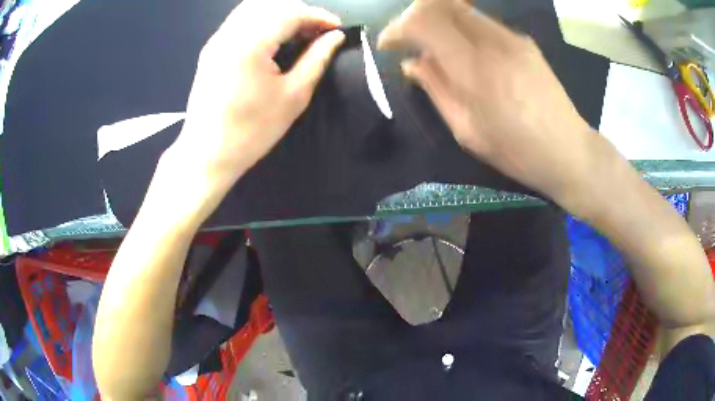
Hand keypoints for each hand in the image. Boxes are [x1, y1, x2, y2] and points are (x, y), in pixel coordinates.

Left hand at [165, 0, 344, 209]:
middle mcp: (229, 34)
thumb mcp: (293, 97)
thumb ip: (316, 59)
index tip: (336, 29)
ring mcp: (216, 40)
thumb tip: (335, 37)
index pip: (290, 13)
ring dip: (280, 14)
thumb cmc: (251, 132)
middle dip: (299, 12)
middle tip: (317, 32)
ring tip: (298, 34)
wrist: (206, 154)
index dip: (317, 16)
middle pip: (271, 5)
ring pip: (253, 8)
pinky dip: (262, 21)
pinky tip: (273, 39)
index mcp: (249, 45)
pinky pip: (240, 21)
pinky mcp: (211, 49)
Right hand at [378, 0, 595, 198]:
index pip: (423, 22)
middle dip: (415, 16)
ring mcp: (511, 37)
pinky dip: (462, 27)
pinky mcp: (523, 41)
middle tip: (409, 39)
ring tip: (436, 46)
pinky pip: (482, 21)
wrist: (568, 150)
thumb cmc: (516, 150)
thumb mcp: (466, 129)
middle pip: (440, 3)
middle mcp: (492, 41)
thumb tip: (411, 63)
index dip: (398, 28)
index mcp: (474, 68)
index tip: (389, 45)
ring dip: (439, 20)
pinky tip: (465, 52)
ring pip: (460, 8)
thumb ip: (436, 89)